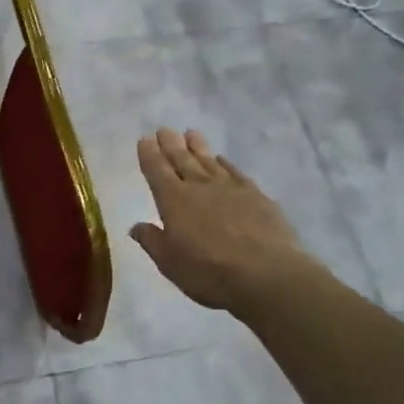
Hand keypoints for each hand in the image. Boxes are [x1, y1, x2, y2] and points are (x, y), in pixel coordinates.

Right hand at [130, 128, 308, 313]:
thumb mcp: (170, 263)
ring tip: (190, 133)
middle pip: (181, 160)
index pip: (157, 171)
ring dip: (198, 147)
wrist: (267, 274)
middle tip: (164, 129)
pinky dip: (226, 164)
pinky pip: (235, 172)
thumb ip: (153, 241)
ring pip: (208, 161)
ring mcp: (230, 188)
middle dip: (171, 144)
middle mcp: (199, 187)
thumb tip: (136, 226)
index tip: (144, 139)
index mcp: (173, 201)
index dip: (149, 155)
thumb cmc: (209, 272)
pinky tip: (222, 160)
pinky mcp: (256, 195)